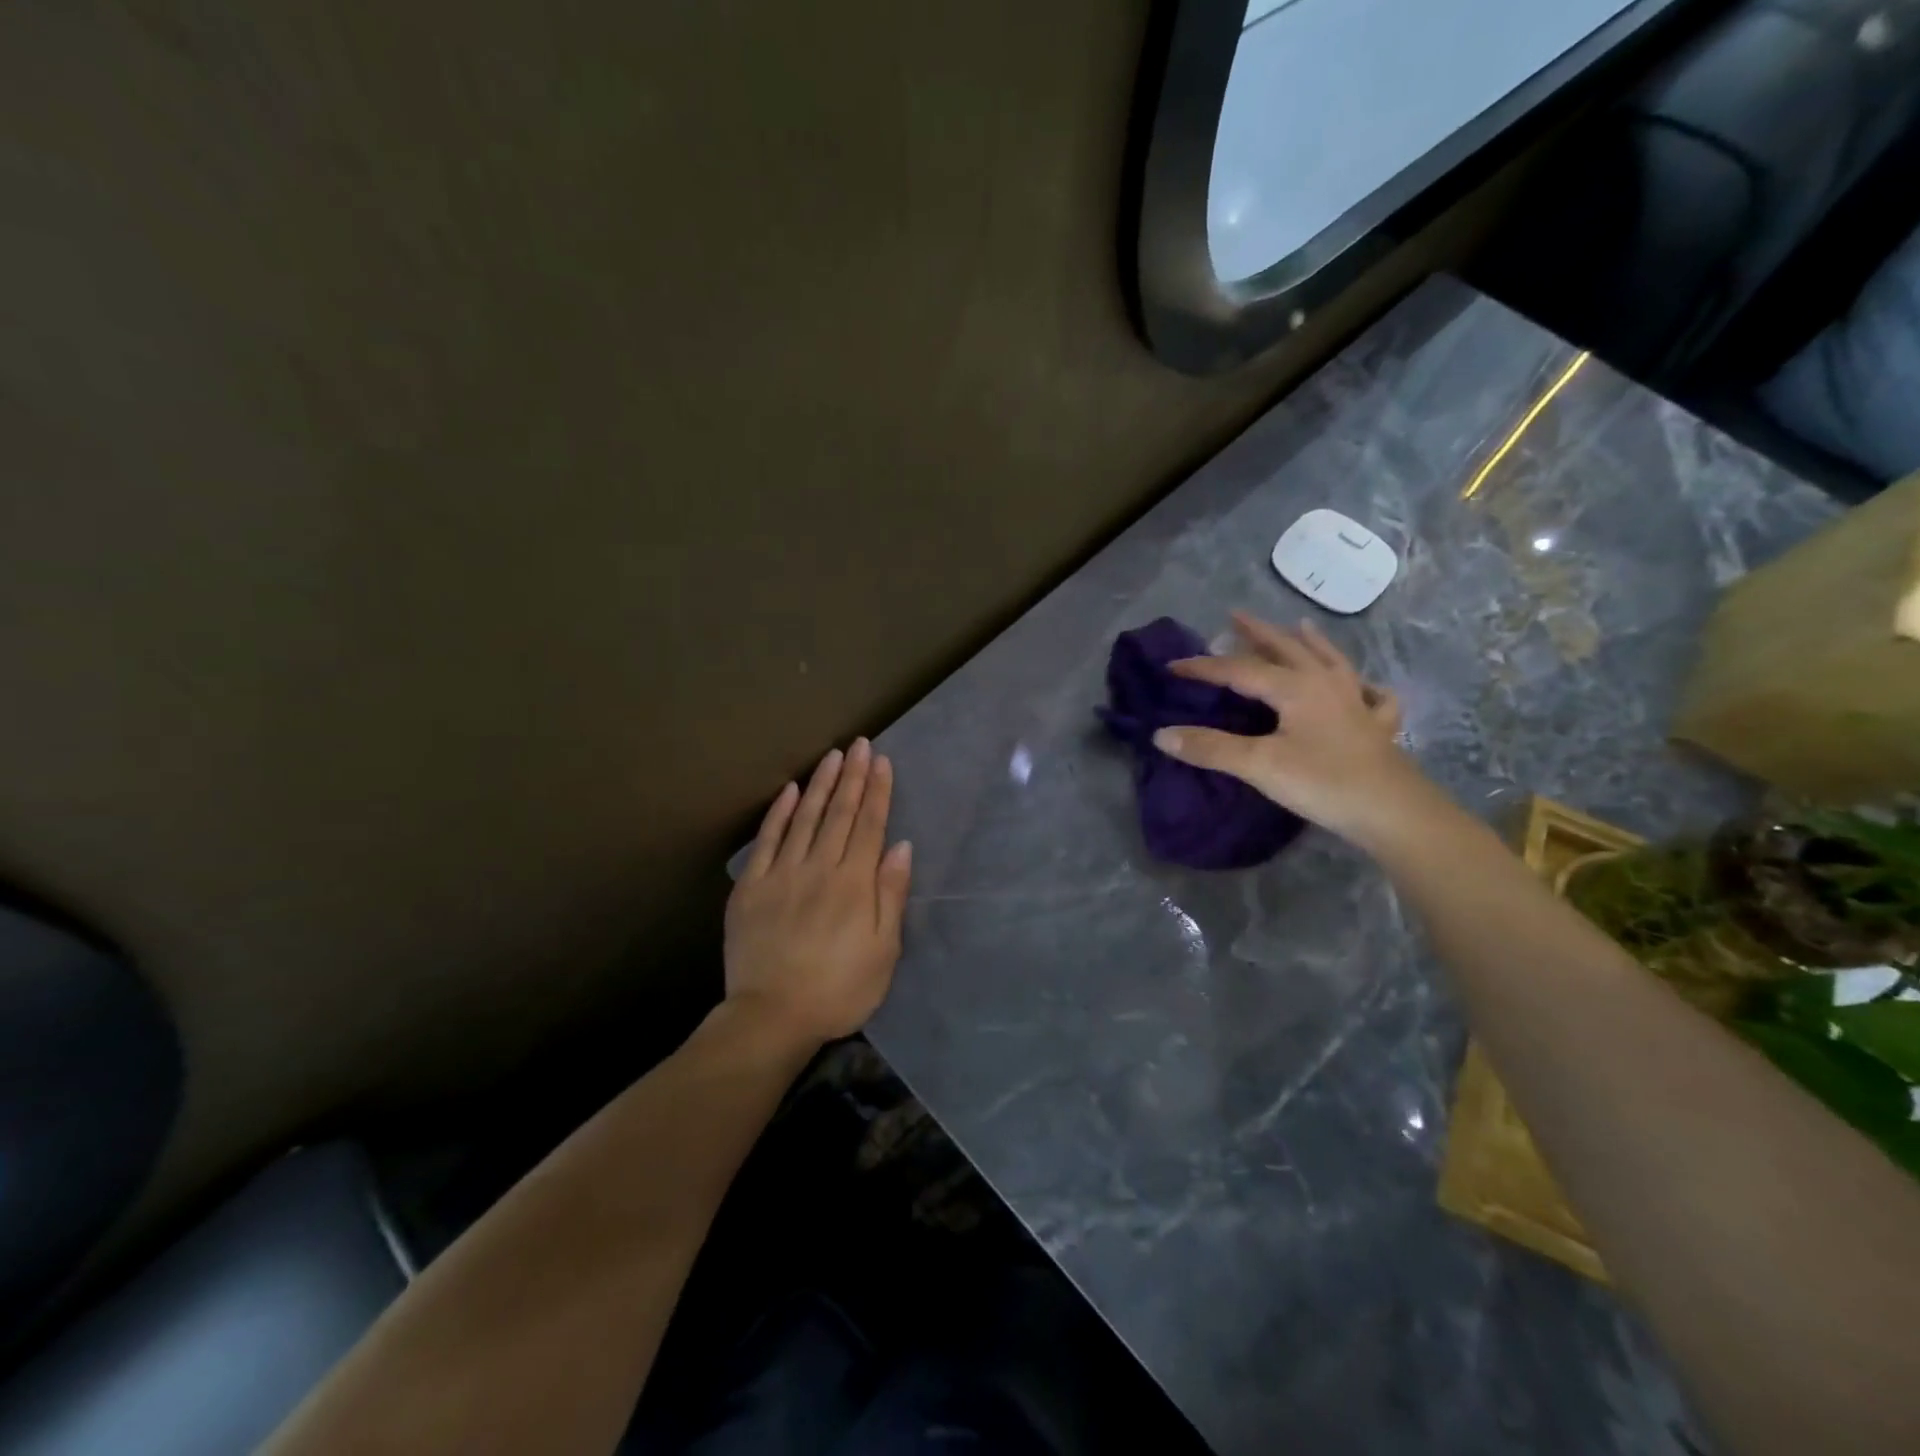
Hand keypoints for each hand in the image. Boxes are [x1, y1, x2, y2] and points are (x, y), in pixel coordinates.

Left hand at [725, 739, 912, 1047]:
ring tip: (832, 756)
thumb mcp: (883, 952)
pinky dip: (780, 813)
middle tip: (860, 744)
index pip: (869, 826)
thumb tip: (900, 846)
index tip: (882, 761)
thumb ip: (891, 895)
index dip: (877, 792)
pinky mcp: (751, 887)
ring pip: (806, 818)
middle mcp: (819, 868)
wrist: (771, 1017)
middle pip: (839, 814)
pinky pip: (767, 840)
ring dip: (821, 784)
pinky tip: (790, 791)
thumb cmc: (839, 990)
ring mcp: (782, 874)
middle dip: (852, 776)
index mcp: (854, 884)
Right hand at [1152, 612, 1428, 846]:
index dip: (1204, 667)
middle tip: (1235, 616)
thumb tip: (1161, 734)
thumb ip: (1210, 748)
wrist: (1394, 813)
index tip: (1172, 666)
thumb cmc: (1323, 783)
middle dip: (1258, 632)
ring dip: (1309, 642)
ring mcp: (1357, 702)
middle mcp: (1326, 684)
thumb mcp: (1259, 766)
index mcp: (1295, 687)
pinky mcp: (1377, 727)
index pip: (1239, 669)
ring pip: (1329, 660)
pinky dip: (1362, 684)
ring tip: (1300, 626)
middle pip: (1287, 649)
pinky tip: (1362, 686)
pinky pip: (1371, 694)